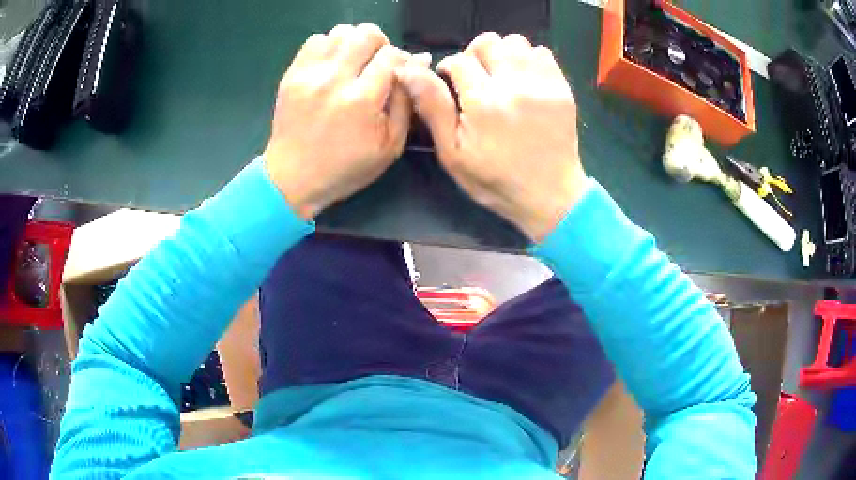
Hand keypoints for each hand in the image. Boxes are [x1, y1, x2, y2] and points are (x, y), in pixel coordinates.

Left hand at [263, 23, 421, 218]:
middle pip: (367, 33)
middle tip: (376, 66)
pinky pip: (316, 41)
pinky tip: (332, 66)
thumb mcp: (390, 145)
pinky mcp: (292, 74)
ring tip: (353, 65)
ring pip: (341, 32)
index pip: (392, 55)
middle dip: (380, 45)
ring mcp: (309, 75)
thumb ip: (407, 101)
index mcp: (362, 100)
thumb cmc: (346, 167)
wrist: (293, 178)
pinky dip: (330, 47)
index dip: (402, 61)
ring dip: (354, 44)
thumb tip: (420, 59)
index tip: (398, 75)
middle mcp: (334, 80)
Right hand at [397, 33, 586, 241]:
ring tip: (501, 76)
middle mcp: (514, 85)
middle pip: (488, 42)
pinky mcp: (562, 89)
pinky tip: (524, 80)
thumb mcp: (453, 152)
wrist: (550, 195)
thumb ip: (433, 106)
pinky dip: (528, 60)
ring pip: (516, 42)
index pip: (459, 60)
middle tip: (476, 78)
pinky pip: (542, 53)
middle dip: (475, 55)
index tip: (451, 83)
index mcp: (483, 101)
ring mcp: (542, 84)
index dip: (449, 68)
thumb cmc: (495, 180)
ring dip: (502, 54)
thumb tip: (408, 70)